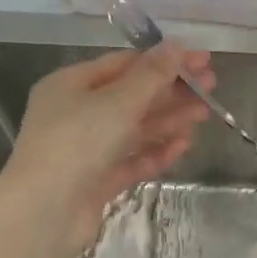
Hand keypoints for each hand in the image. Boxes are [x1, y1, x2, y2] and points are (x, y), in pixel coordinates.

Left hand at [2, 44, 214, 256]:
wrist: (45, 212)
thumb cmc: (78, 143)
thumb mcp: (118, 101)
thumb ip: (152, 75)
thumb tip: (178, 45)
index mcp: (71, 85)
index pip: (124, 64)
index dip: (165, 60)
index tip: (202, 61)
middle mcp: (76, 113)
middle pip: (132, 96)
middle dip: (171, 91)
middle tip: (211, 88)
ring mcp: (87, 149)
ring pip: (135, 129)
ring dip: (169, 120)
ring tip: (204, 115)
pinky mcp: (97, 180)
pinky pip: (132, 159)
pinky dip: (156, 151)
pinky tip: (183, 146)